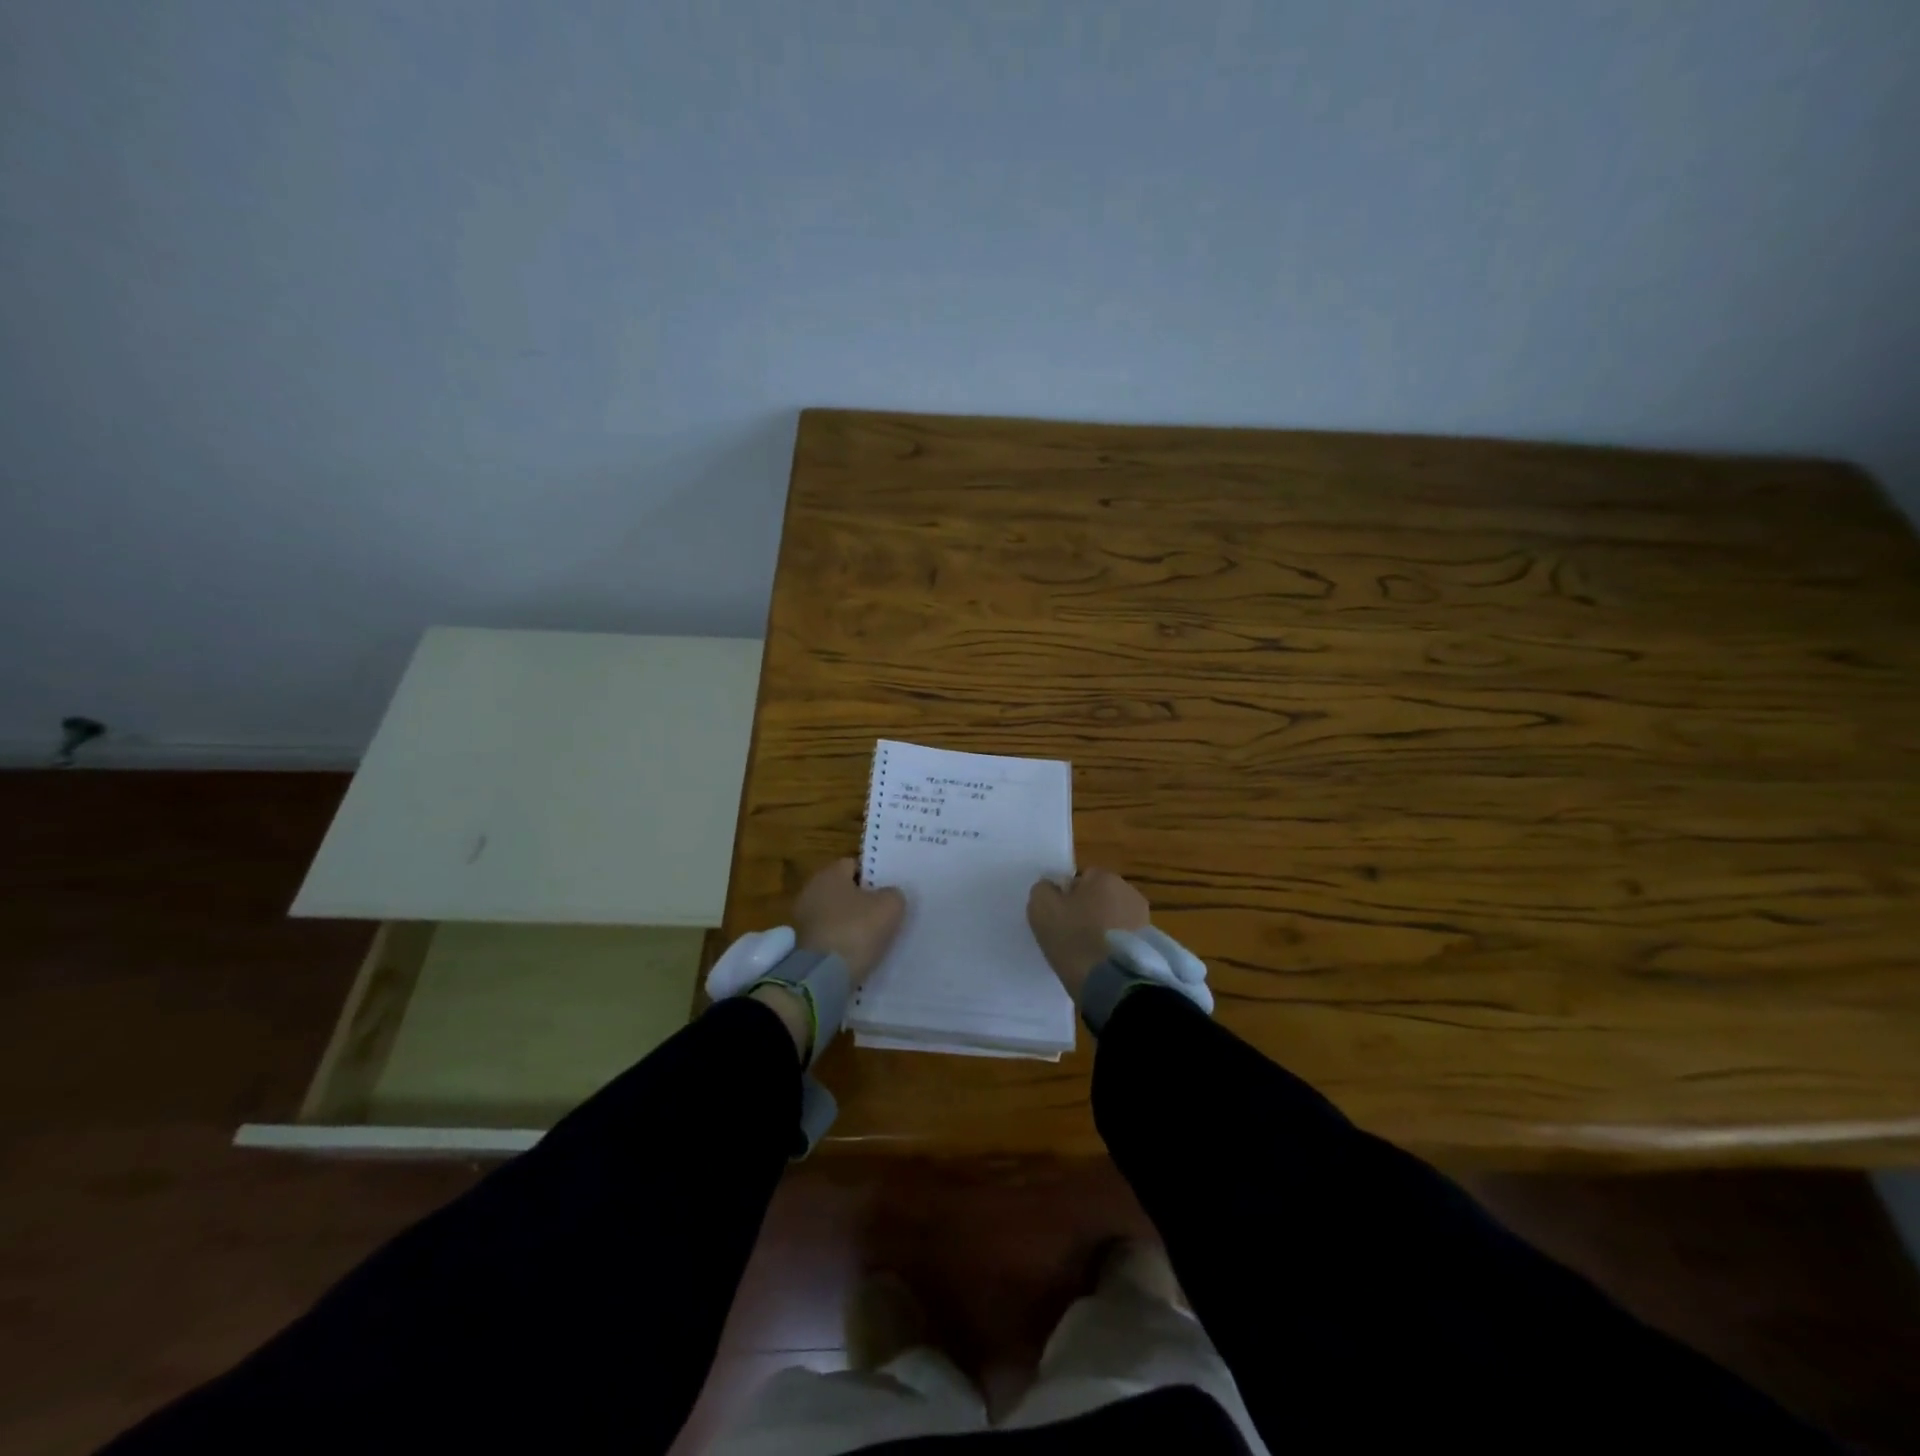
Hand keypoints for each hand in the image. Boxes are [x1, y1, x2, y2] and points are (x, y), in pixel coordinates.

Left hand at [793, 858, 906, 984]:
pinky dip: (842, 942)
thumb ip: (893, 894)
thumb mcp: (890, 907)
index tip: (889, 891)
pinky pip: (829, 936)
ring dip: (852, 923)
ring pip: (836, 915)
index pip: (854, 865)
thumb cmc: (856, 930)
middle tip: (885, 913)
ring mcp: (803, 919)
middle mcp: (811, 891)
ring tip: (875, 937)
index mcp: (829, 874)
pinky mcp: (801, 945)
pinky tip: (858, 952)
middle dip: (862, 900)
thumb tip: (889, 895)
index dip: (874, 876)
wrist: (822, 977)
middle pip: (844, 890)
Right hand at [1027, 868, 1149, 999]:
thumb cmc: (1073, 939)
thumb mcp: (1041, 907)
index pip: (1081, 879)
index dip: (1067, 897)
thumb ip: (1043, 889)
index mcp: (1104, 877)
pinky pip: (1125, 938)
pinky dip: (1115, 946)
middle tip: (1072, 935)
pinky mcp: (1151, 943)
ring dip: (1104, 929)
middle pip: (1100, 897)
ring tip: (1090, 952)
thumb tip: (1053, 888)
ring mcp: (1143, 917)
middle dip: (1088, 911)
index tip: (1060, 918)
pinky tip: (1105, 962)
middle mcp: (1129, 891)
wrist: (1111, 982)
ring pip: (1114, 918)